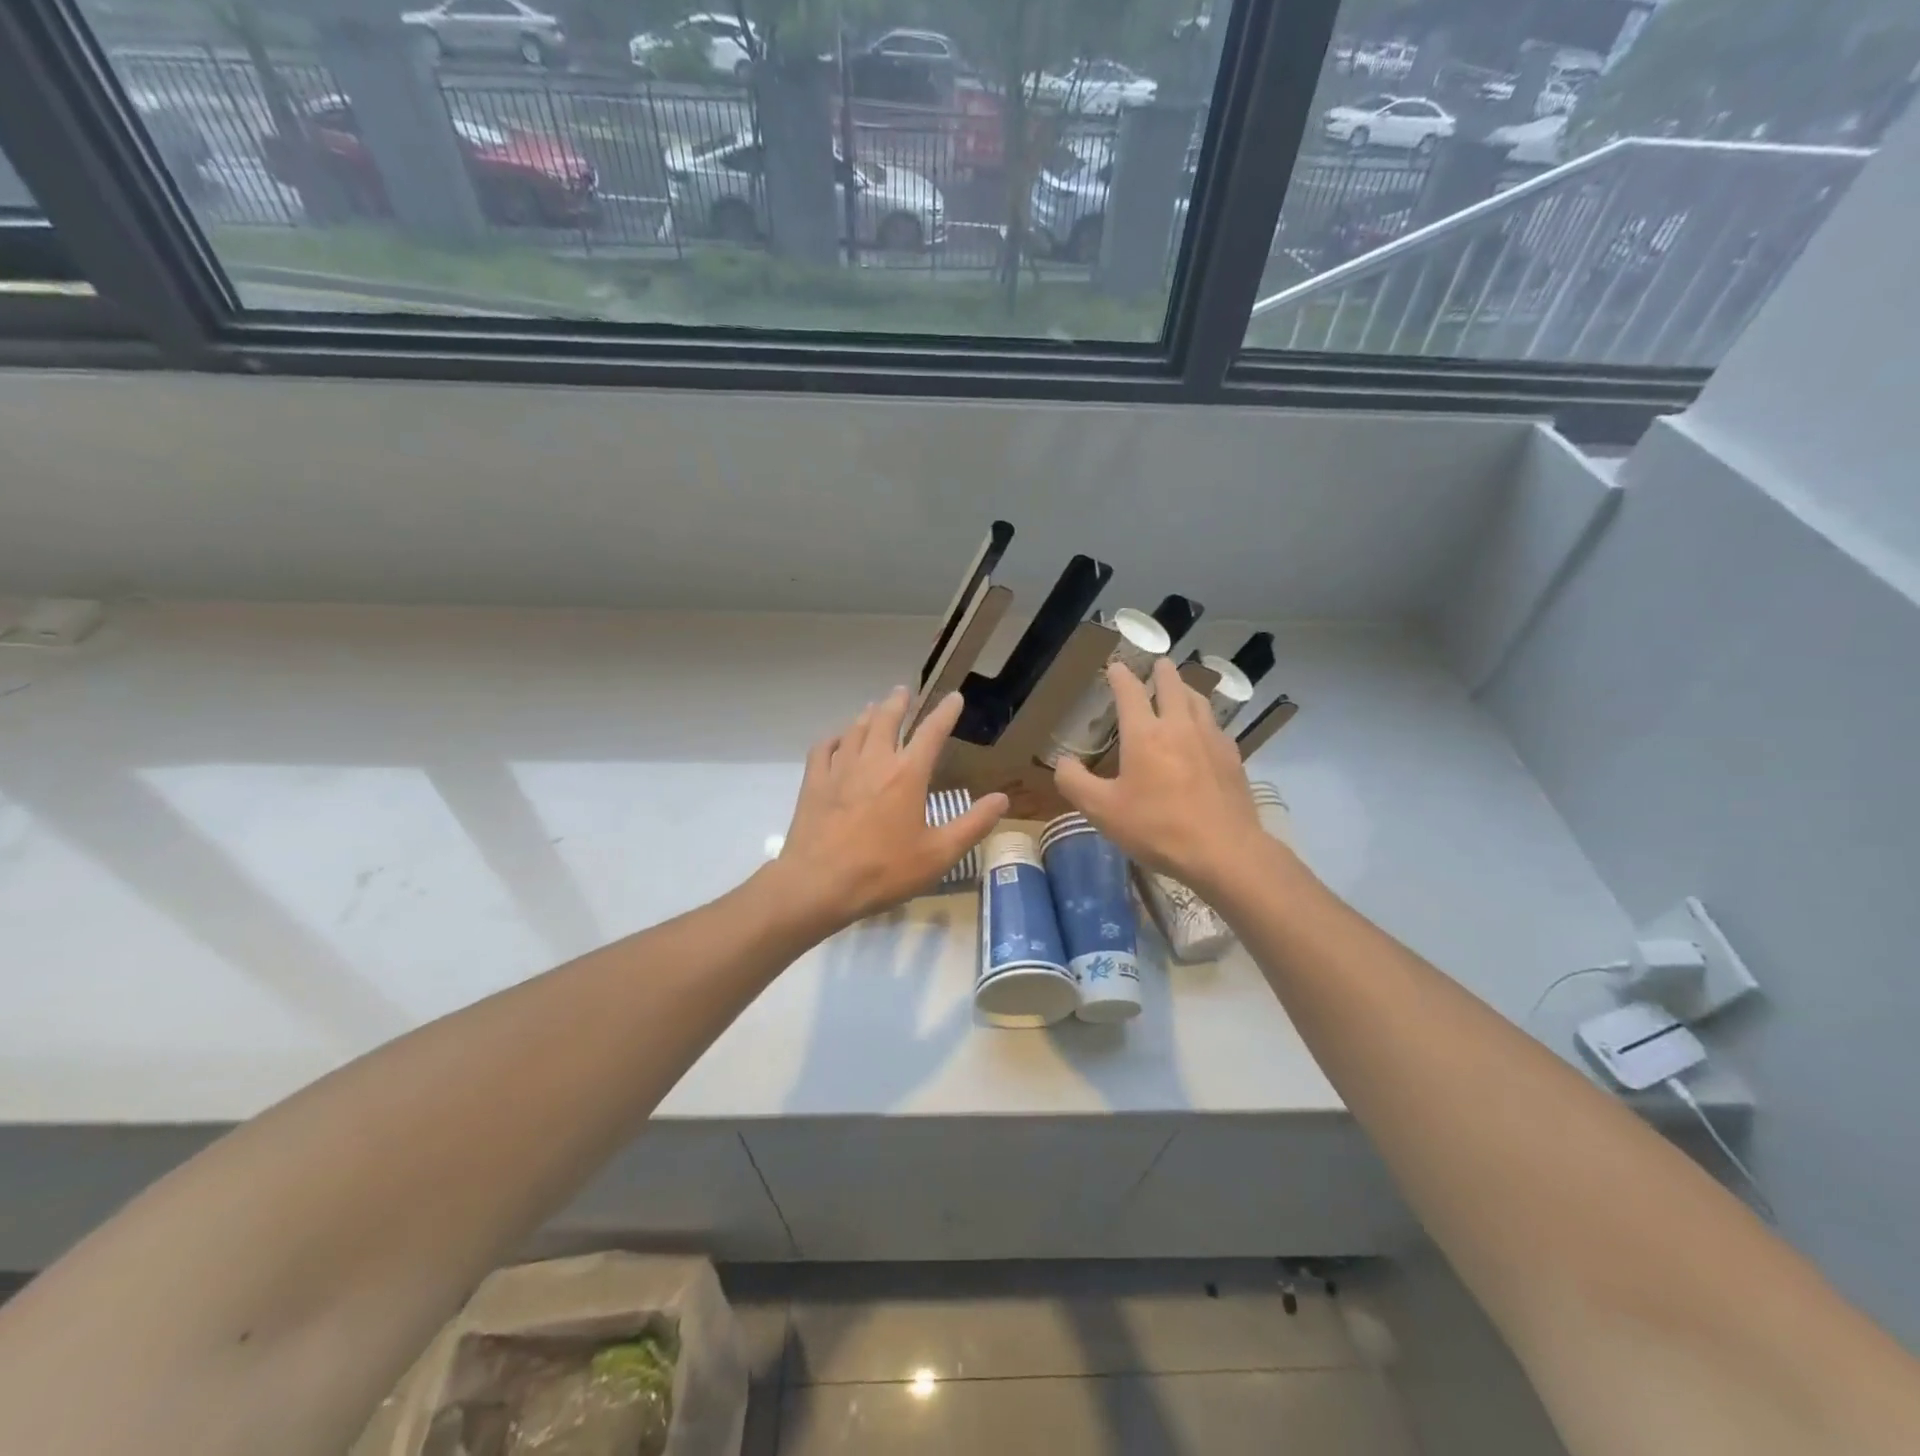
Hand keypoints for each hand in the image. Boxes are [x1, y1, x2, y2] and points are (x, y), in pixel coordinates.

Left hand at [772, 686, 1007, 932]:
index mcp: (907, 775)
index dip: (946, 712)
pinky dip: (834, 737)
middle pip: (886, 719)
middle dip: (898, 703)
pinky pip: (824, 748)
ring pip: (856, 729)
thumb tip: (1002, 799)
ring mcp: (840, 769)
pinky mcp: (814, 783)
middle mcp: (874, 761)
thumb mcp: (938, 855)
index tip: (954, 697)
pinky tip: (837, 739)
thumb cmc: (883, 871)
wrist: (818, 884)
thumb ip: (972, 825)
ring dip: (868, 714)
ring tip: (874, 707)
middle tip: (903, 691)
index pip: (932, 732)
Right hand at [1054, 657, 1264, 896]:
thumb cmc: (1156, 828)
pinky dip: (1205, 718)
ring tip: (1181, 689)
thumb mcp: (1102, 811)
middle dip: (1162, 672)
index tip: (1115, 667)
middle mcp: (1179, 726)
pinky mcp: (1232, 758)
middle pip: (1172, 686)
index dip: (1120, 676)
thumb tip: (1062, 762)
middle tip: (1158, 664)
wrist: (1223, 851)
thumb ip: (1074, 783)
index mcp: (1145, 734)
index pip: (1130, 692)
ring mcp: (1211, 740)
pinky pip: (1217, 726)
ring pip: (1199, 701)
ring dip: (1186, 689)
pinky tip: (1205, 731)